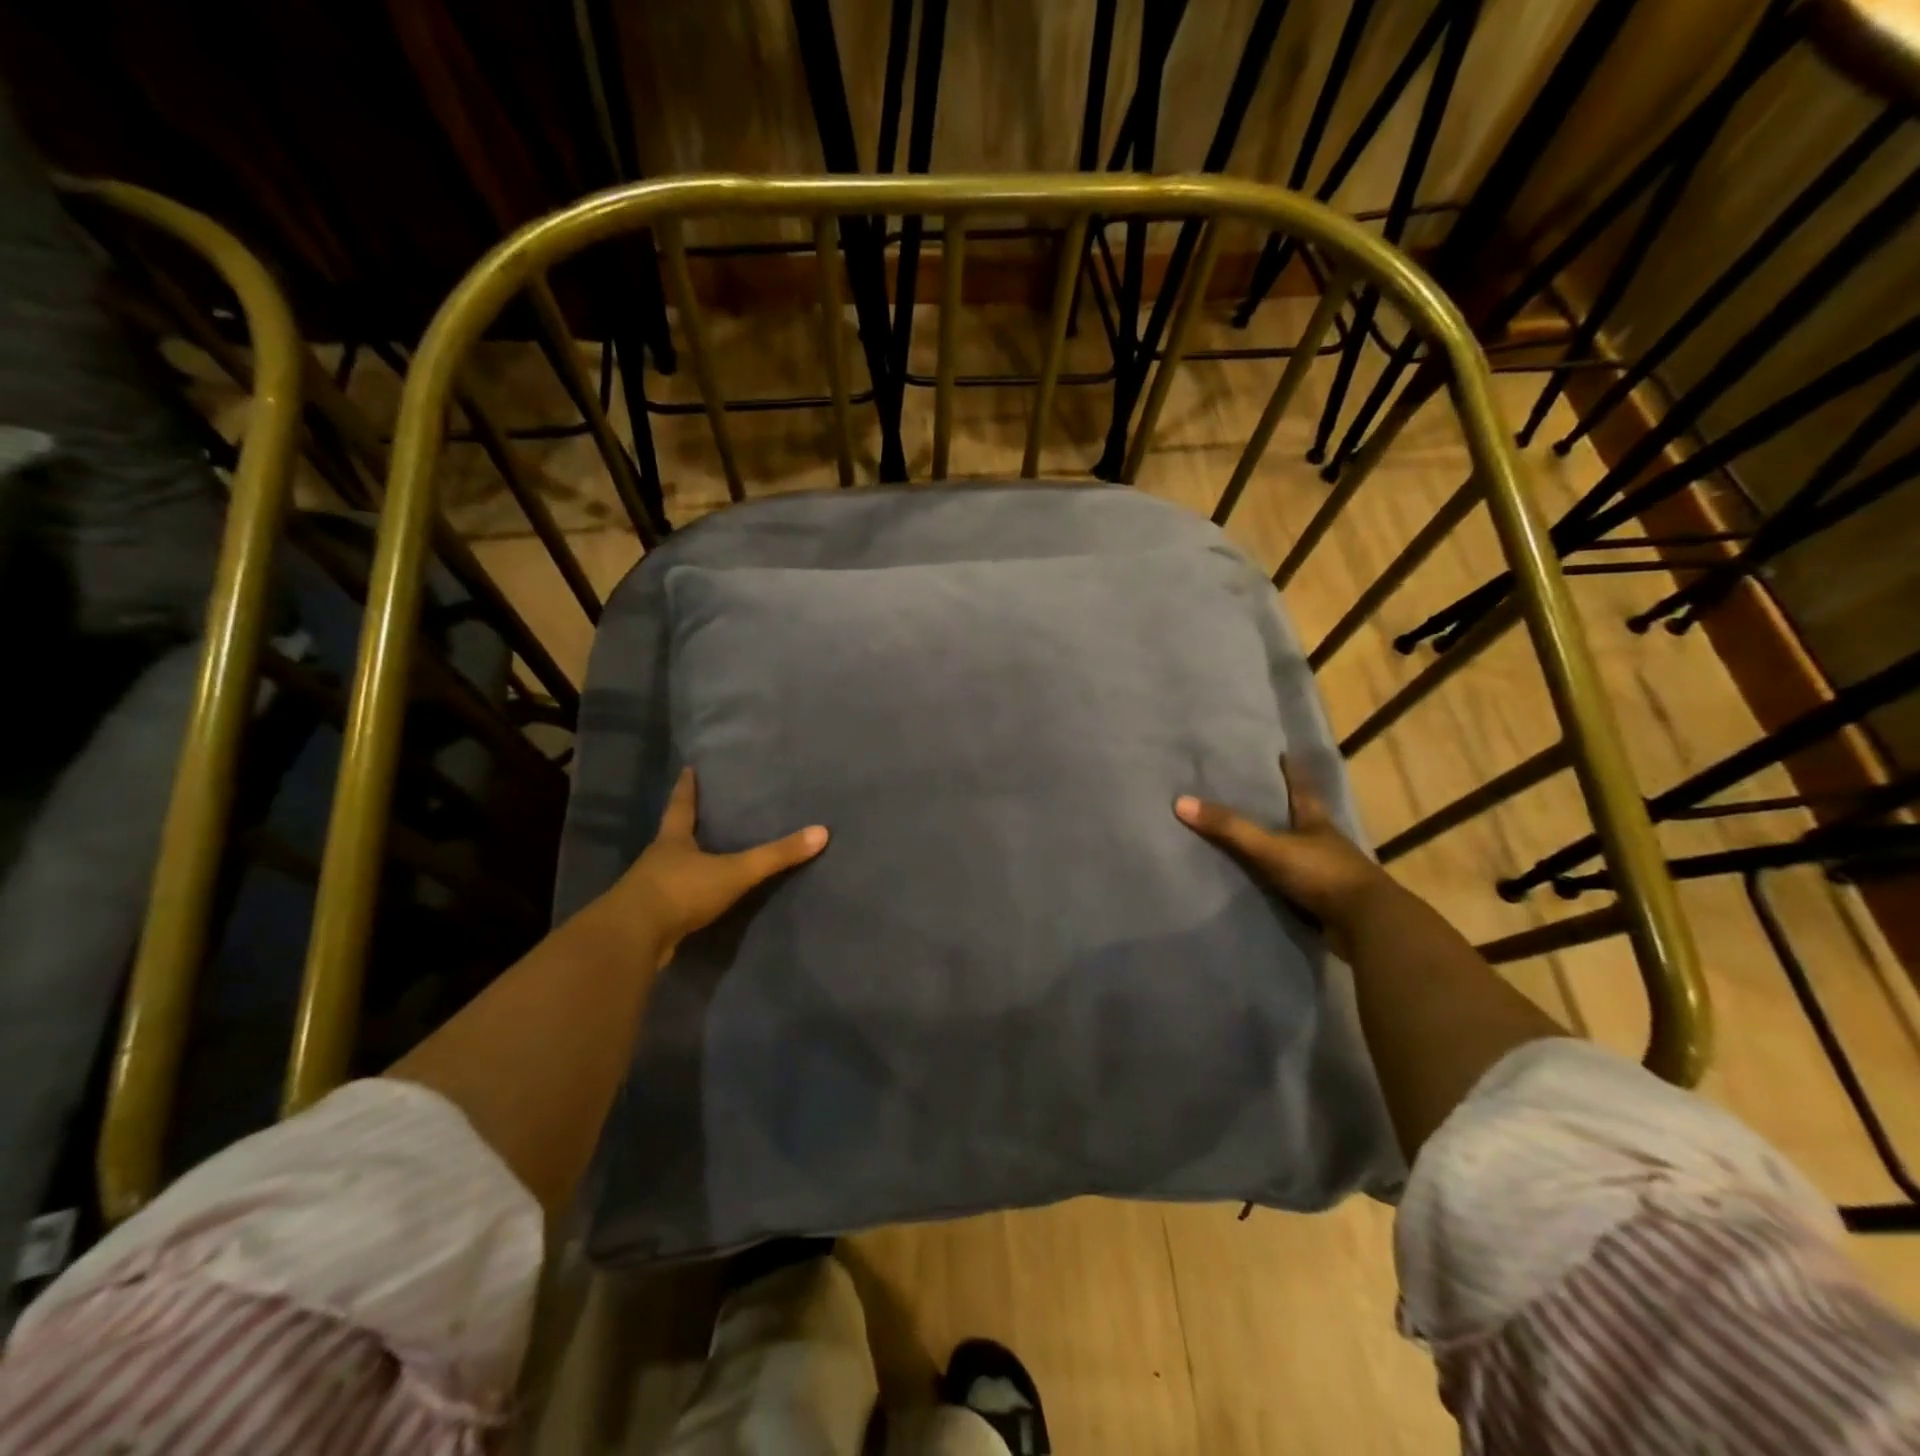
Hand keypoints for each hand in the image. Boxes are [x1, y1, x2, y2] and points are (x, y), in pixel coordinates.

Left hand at [609, 768, 827, 962]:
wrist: (634, 938)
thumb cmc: (681, 891)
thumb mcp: (735, 871)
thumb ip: (776, 856)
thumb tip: (821, 832)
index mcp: (673, 841)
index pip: (681, 806)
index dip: (686, 788)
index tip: (687, 769)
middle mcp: (657, 861)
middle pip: (671, 837)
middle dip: (684, 827)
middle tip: (700, 815)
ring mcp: (649, 891)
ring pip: (669, 871)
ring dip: (682, 866)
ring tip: (702, 860)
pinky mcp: (649, 921)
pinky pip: (670, 904)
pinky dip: (682, 900)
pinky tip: (695, 905)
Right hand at [1174, 755, 1394, 944]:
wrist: (1368, 925)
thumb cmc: (1322, 875)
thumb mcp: (1270, 848)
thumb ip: (1229, 828)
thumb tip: (1180, 802)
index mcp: (1317, 824)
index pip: (1303, 791)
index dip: (1293, 773)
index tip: (1286, 754)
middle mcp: (1327, 845)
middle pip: (1305, 820)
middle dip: (1288, 809)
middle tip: (1264, 795)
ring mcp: (1331, 875)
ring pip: (1305, 854)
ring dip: (1288, 848)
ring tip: (1261, 840)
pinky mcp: (1330, 903)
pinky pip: (1302, 886)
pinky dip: (1287, 883)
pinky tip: (1271, 885)